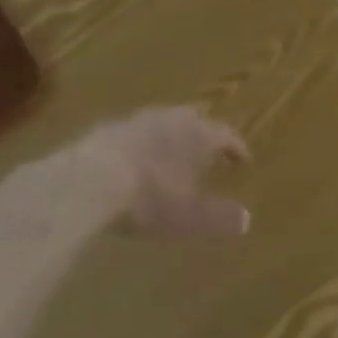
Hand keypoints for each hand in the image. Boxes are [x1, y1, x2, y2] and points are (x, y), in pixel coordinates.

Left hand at [78, 105, 251, 237]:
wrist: (91, 179)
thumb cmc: (149, 197)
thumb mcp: (188, 216)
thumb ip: (219, 216)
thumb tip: (247, 219)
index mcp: (200, 135)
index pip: (227, 135)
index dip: (237, 147)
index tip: (243, 159)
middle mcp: (175, 118)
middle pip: (198, 120)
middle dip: (205, 135)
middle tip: (208, 153)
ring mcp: (141, 119)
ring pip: (166, 122)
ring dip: (173, 136)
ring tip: (172, 154)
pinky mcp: (111, 127)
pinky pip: (137, 131)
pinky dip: (144, 143)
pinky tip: (136, 159)